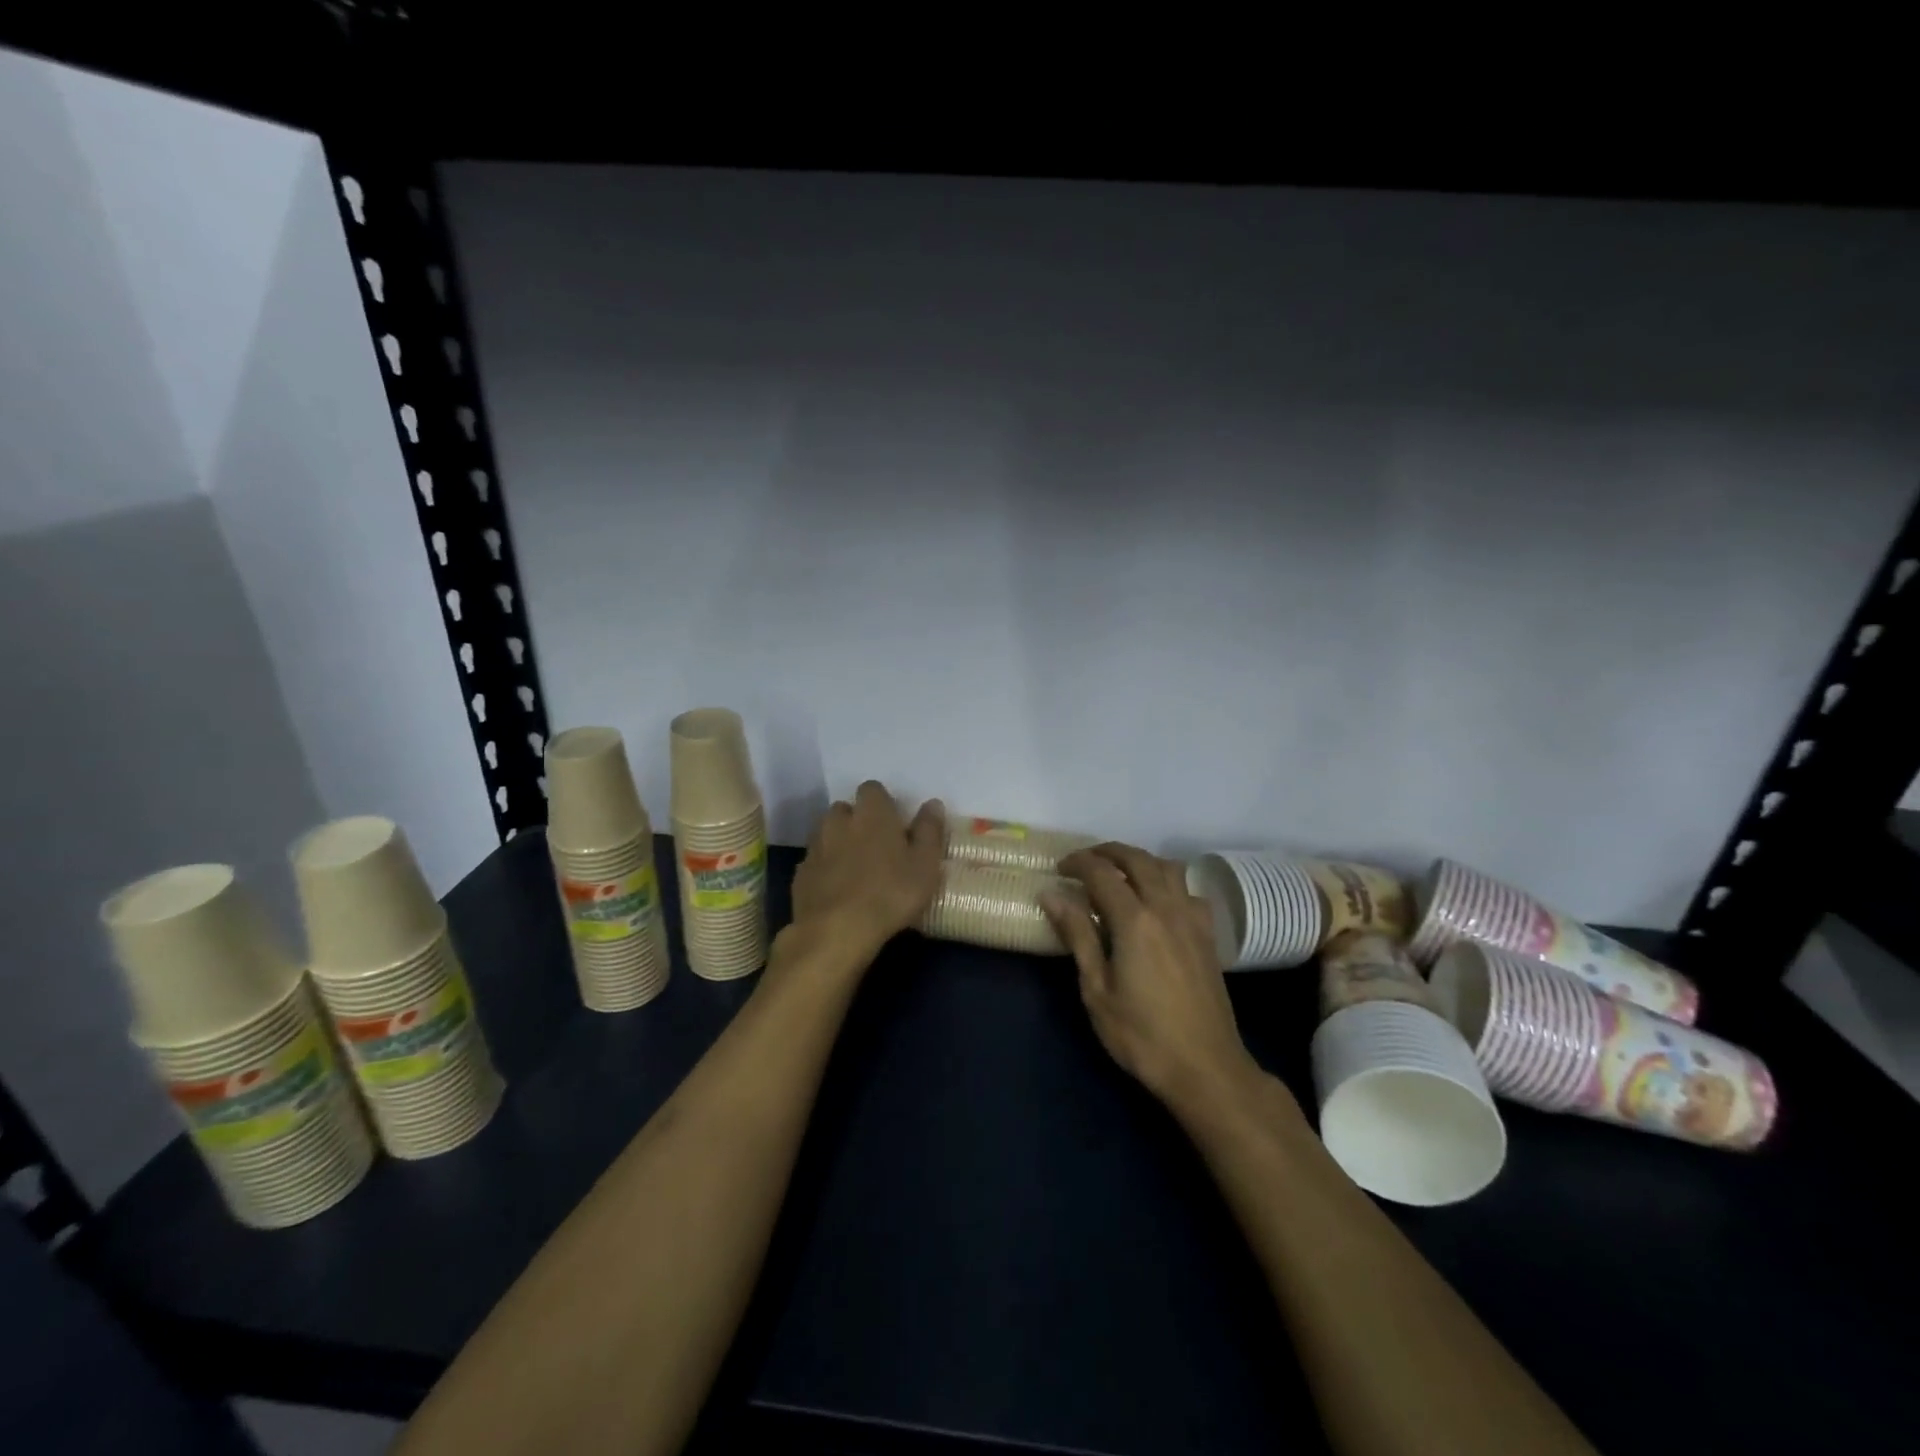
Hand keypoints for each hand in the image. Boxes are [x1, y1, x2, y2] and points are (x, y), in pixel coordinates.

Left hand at [790, 782, 945, 963]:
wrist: (836, 931)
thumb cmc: (890, 894)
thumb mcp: (925, 865)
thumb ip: (930, 831)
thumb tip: (933, 804)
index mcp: (872, 812)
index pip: (873, 789)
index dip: (883, 803)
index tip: (895, 824)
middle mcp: (839, 821)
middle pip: (846, 809)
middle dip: (858, 821)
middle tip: (877, 846)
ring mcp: (816, 846)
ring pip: (827, 833)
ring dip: (839, 843)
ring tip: (856, 869)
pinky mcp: (800, 873)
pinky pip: (815, 861)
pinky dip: (825, 868)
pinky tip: (838, 890)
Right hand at [1042, 843, 1261, 1109]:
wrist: (1206, 1067)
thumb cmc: (1142, 1034)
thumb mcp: (1097, 990)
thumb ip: (1078, 936)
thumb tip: (1052, 895)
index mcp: (1134, 920)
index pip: (1102, 873)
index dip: (1078, 863)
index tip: (1059, 869)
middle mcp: (1166, 908)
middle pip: (1138, 859)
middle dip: (1108, 852)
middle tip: (1084, 862)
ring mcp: (1192, 919)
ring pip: (1167, 868)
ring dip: (1140, 860)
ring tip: (1119, 872)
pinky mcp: (1207, 935)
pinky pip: (1188, 890)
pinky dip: (1168, 882)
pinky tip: (1157, 901)